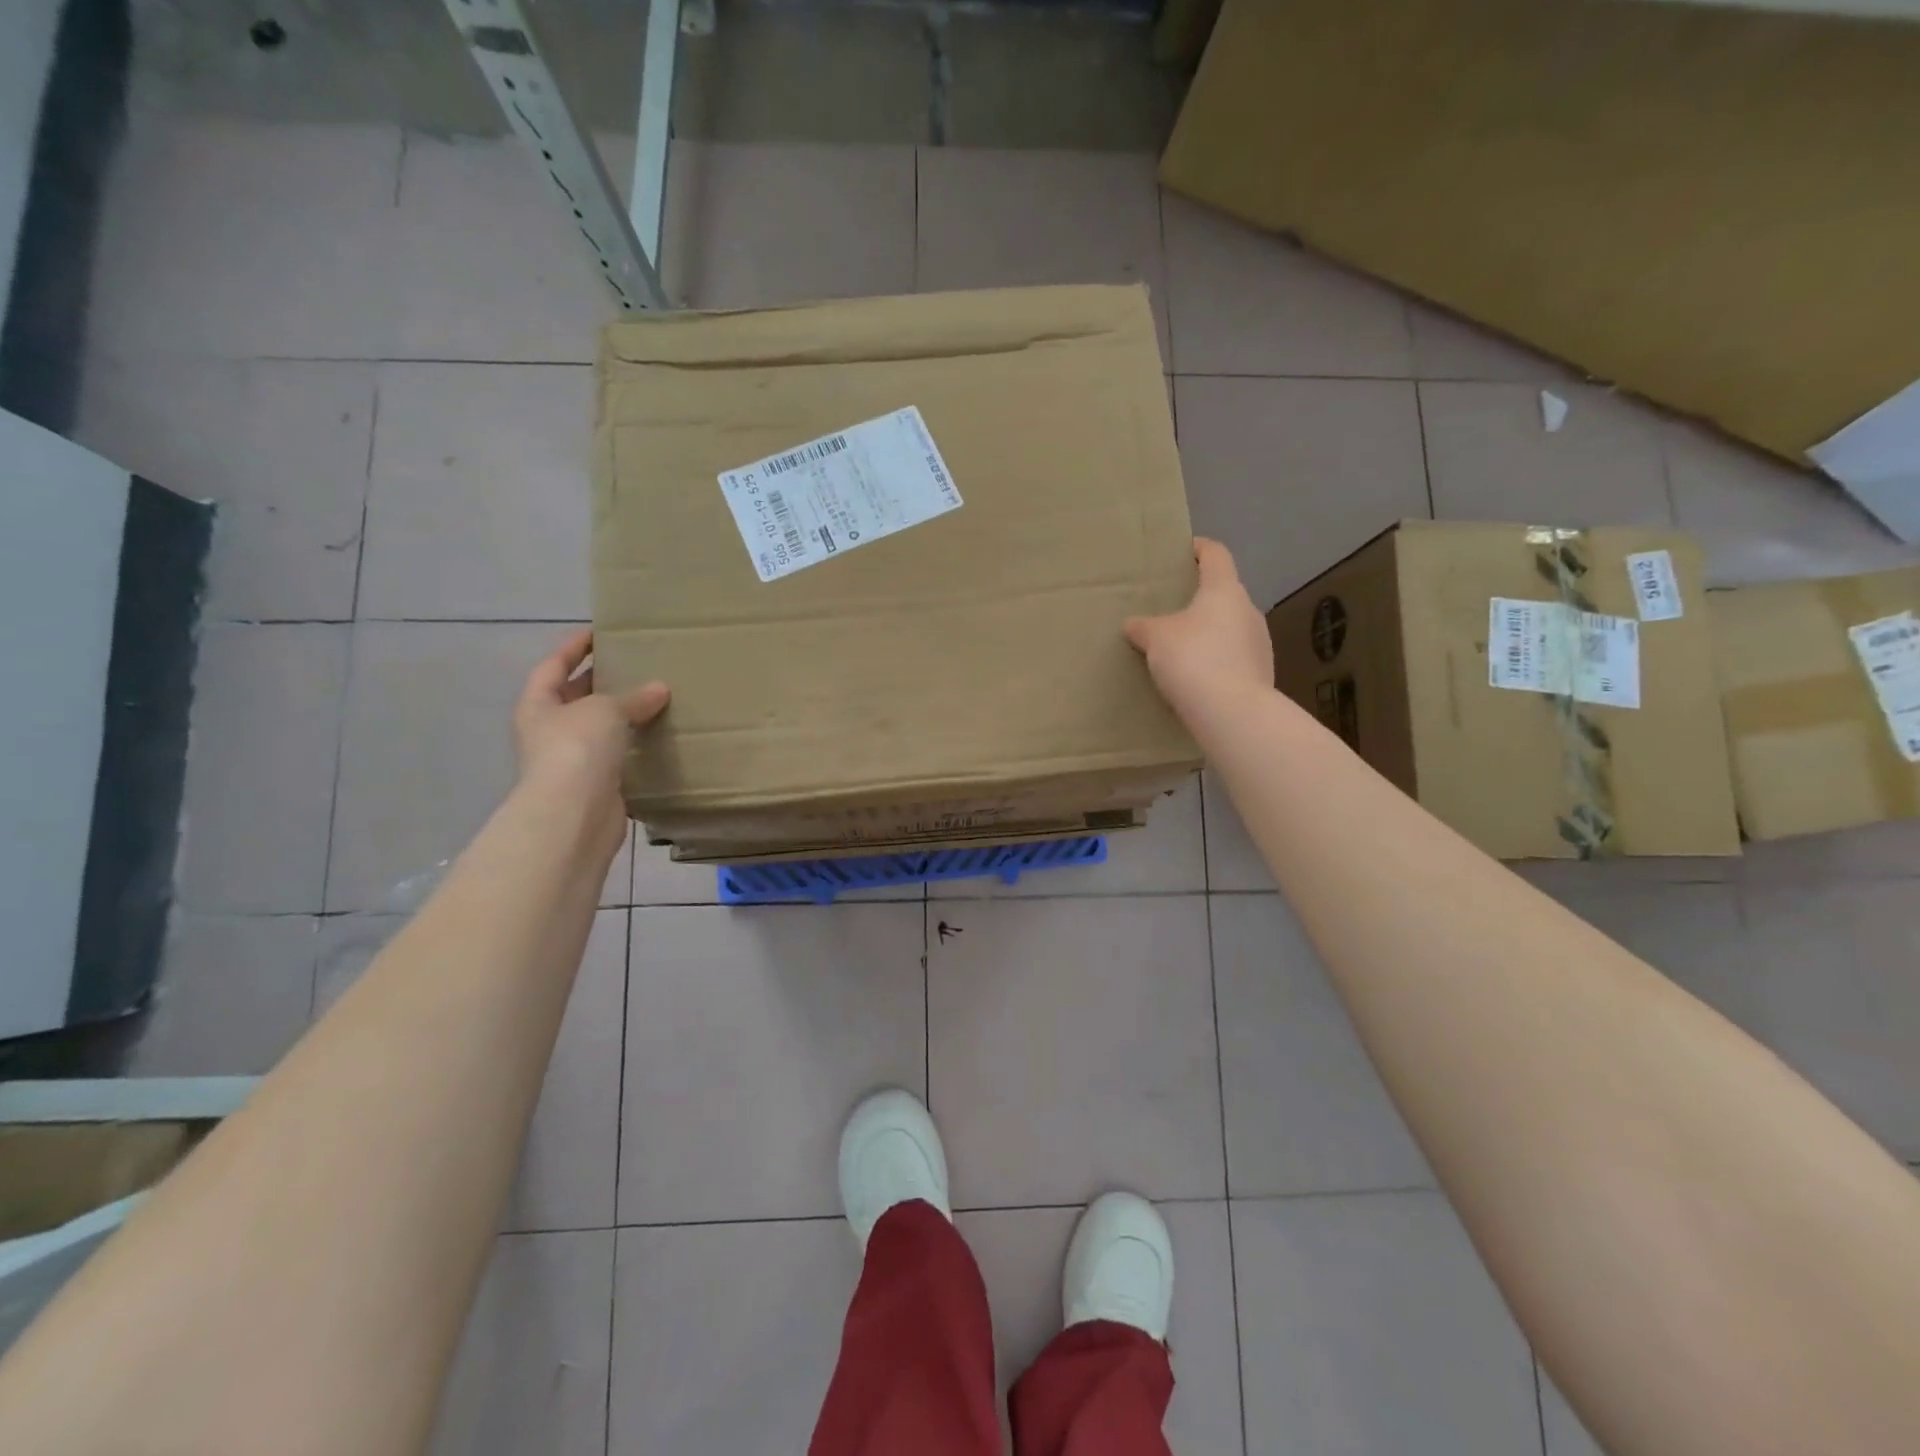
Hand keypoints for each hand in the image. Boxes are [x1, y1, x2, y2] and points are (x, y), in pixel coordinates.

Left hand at [512, 629, 669, 822]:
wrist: (574, 813)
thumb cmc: (577, 748)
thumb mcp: (605, 710)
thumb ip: (632, 698)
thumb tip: (660, 689)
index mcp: (538, 705)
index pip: (553, 665)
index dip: (574, 647)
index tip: (598, 632)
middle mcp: (549, 730)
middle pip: (575, 697)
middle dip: (601, 682)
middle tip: (635, 665)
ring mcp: (572, 760)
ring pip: (599, 728)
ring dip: (622, 716)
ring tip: (655, 698)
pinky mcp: (596, 784)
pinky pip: (617, 755)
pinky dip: (635, 745)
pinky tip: (659, 737)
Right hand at [1124, 538, 1272, 722]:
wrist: (1232, 713)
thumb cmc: (1193, 659)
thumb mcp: (1156, 640)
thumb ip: (1143, 627)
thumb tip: (1133, 624)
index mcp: (1224, 590)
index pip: (1215, 555)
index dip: (1199, 549)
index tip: (1185, 551)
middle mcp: (1248, 610)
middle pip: (1224, 594)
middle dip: (1201, 599)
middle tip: (1172, 608)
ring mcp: (1260, 642)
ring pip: (1230, 627)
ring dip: (1210, 633)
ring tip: (1182, 648)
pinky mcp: (1262, 672)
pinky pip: (1234, 657)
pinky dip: (1217, 660)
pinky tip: (1197, 677)